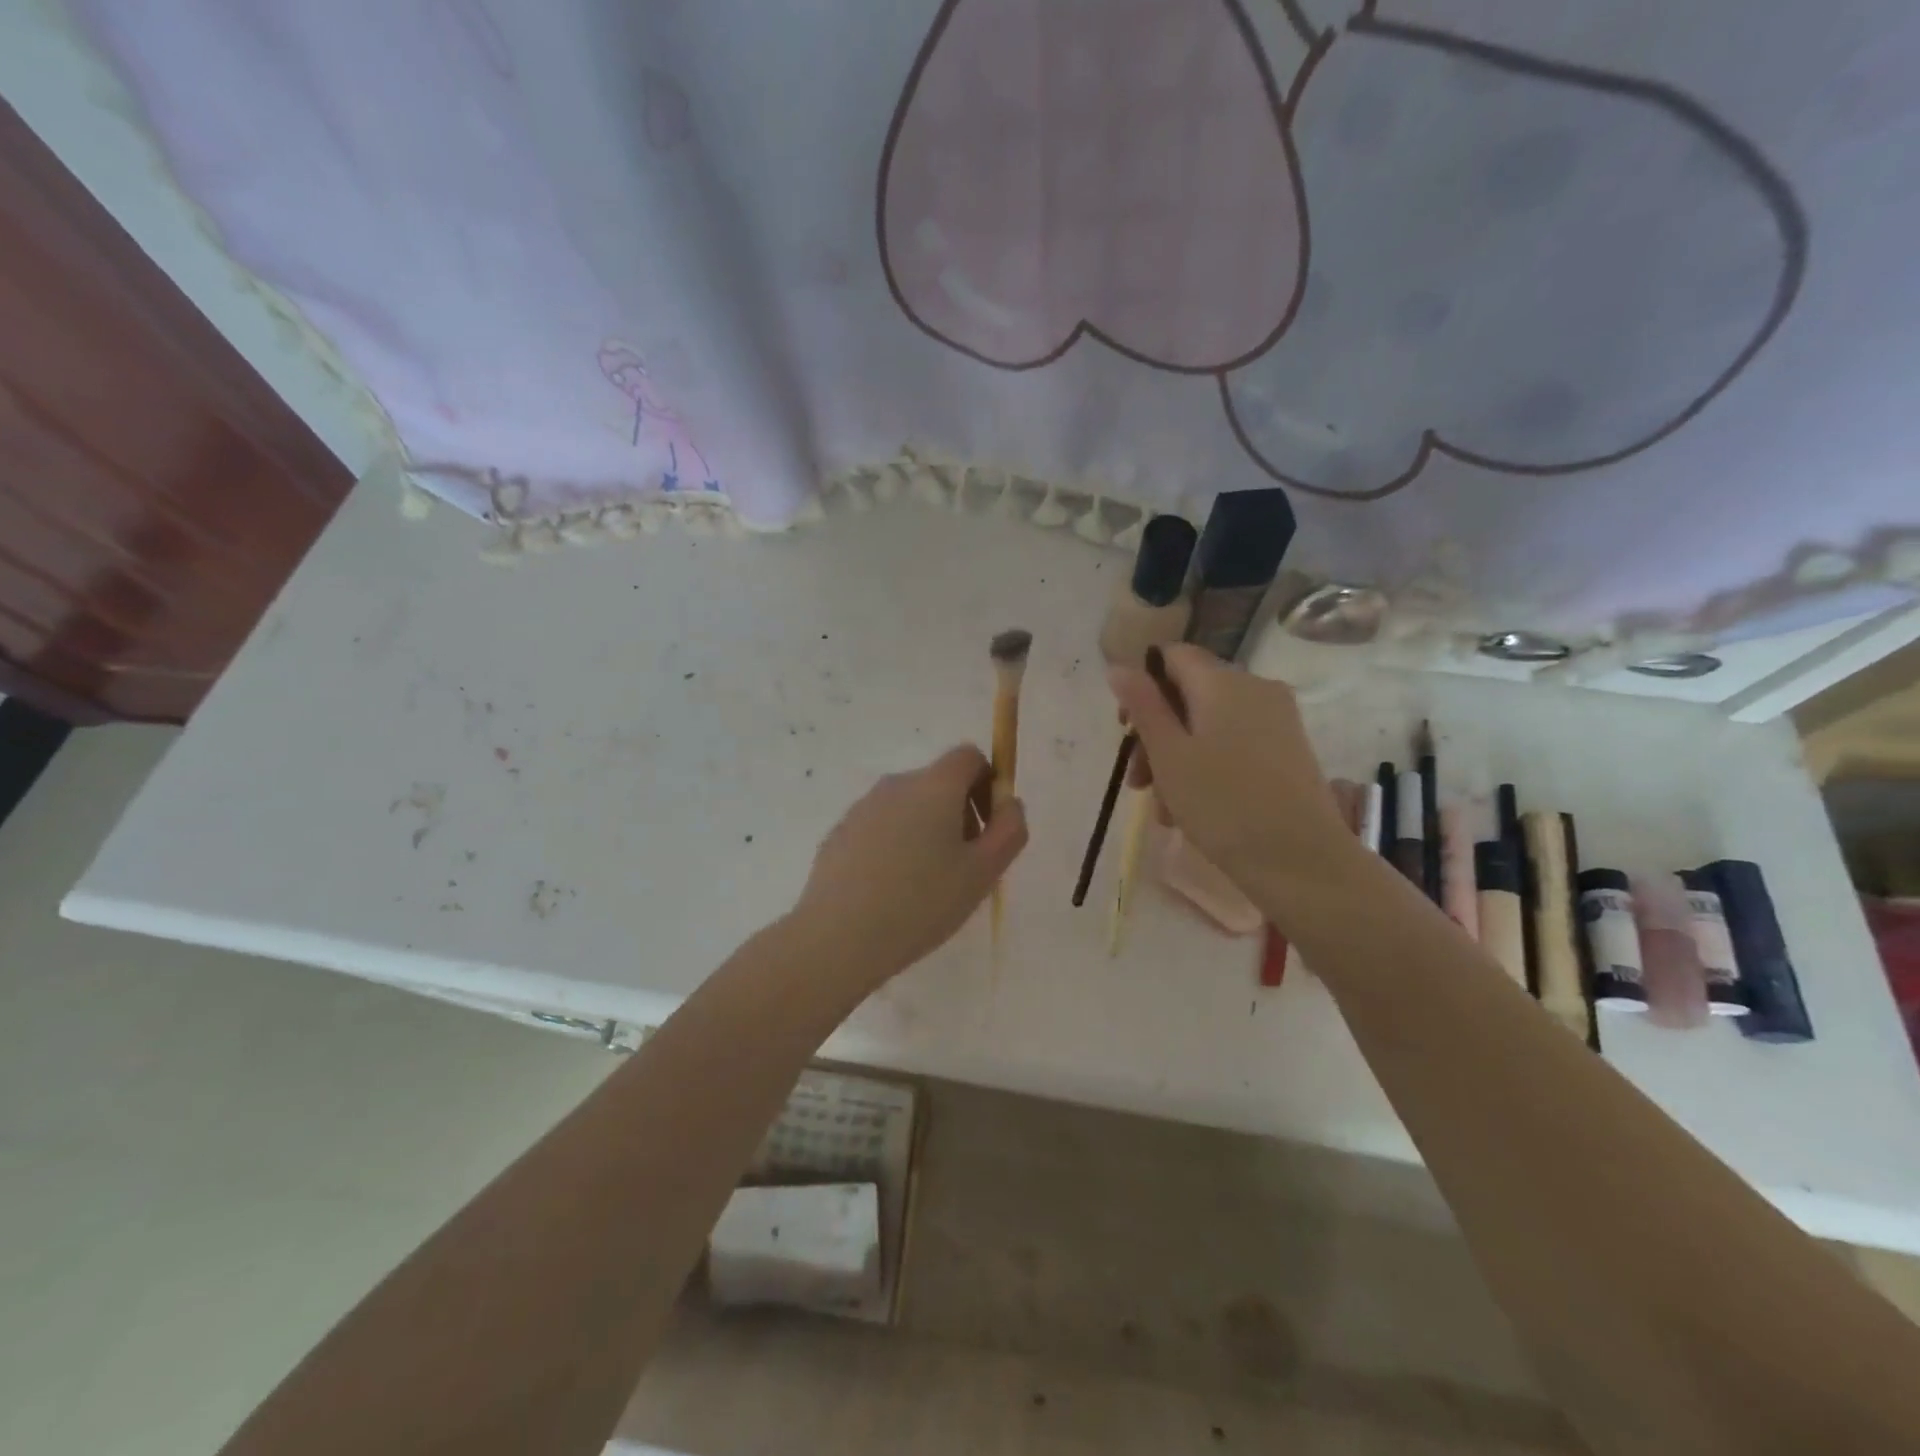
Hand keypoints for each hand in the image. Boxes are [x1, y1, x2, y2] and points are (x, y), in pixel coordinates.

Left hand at [792, 745, 1028, 987]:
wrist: (838, 937)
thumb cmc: (921, 903)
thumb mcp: (983, 872)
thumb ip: (1009, 830)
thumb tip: (1009, 803)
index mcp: (933, 786)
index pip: (969, 757)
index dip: (987, 784)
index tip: (987, 828)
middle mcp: (896, 785)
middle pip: (938, 783)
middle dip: (959, 814)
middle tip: (963, 866)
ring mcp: (862, 808)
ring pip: (908, 808)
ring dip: (926, 833)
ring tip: (926, 887)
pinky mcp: (839, 834)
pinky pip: (880, 829)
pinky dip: (894, 848)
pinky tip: (891, 893)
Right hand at [1109, 646, 1353, 891]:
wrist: (1300, 860)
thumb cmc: (1222, 804)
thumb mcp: (1168, 754)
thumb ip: (1142, 705)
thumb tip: (1120, 666)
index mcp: (1223, 681)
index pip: (1173, 655)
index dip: (1143, 684)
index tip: (1126, 729)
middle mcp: (1255, 688)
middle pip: (1189, 694)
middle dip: (1156, 734)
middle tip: (1138, 782)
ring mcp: (1277, 719)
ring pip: (1210, 724)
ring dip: (1178, 758)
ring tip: (1163, 809)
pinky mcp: (1288, 749)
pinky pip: (1235, 743)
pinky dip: (1208, 766)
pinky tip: (1193, 810)